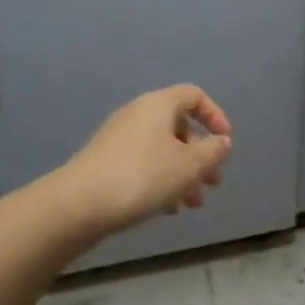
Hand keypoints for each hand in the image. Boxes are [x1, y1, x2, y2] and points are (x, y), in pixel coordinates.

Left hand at [52, 84, 232, 240]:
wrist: (79, 204)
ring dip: (183, 172)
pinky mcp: (106, 160)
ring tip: (192, 204)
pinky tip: (166, 208)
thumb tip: (222, 142)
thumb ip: (212, 152)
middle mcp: (138, 113)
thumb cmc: (142, 177)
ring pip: (162, 148)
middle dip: (201, 154)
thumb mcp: (189, 166)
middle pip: (179, 126)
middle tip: (213, 183)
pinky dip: (161, 179)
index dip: (215, 116)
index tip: (225, 143)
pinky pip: (143, 162)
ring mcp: (119, 137)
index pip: (194, 96)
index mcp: (159, 105)